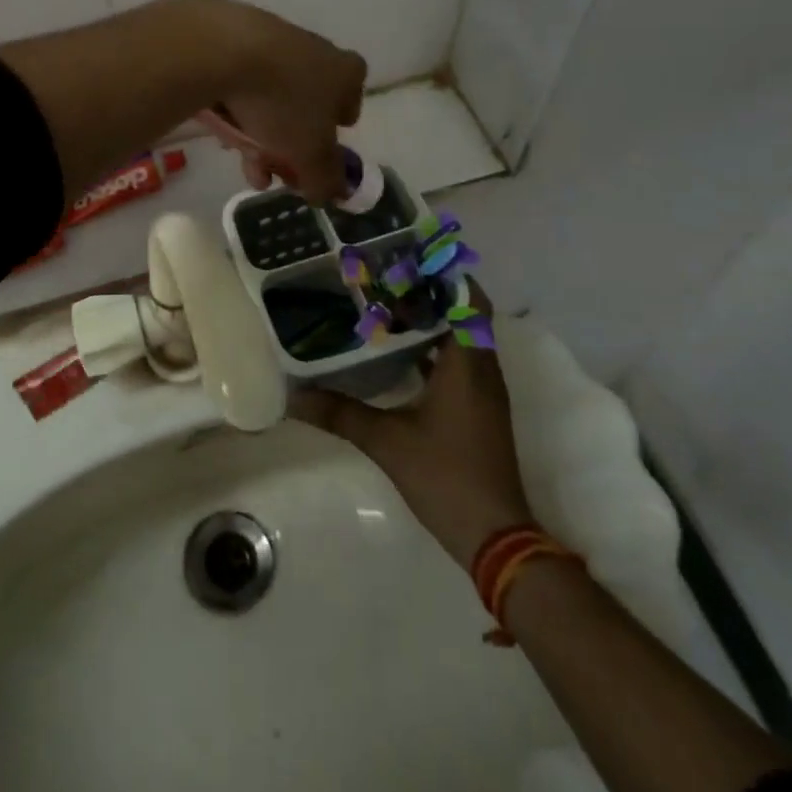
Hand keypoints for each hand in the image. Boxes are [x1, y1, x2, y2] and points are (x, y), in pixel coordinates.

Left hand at [196, 0, 365, 204]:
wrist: (222, 49)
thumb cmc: (282, 102)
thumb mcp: (310, 154)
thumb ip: (325, 178)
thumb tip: (331, 194)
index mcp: (345, 71)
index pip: (353, 97)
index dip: (337, 126)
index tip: (318, 148)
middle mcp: (315, 49)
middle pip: (307, 103)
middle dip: (289, 144)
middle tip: (271, 171)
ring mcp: (274, 39)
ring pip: (271, 96)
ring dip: (258, 131)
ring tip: (239, 158)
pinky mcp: (235, 36)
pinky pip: (241, 81)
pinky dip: (235, 106)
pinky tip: (221, 127)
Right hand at [289, 290, 533, 570]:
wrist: (496, 537)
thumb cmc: (446, 477)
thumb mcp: (387, 442)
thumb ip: (340, 414)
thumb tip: (294, 397)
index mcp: (468, 364)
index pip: (469, 299)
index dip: (447, 272)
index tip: (411, 254)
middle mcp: (482, 370)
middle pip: (464, 312)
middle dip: (430, 290)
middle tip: (386, 274)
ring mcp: (484, 392)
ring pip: (462, 337)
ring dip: (433, 319)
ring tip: (387, 303)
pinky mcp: (479, 410)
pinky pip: (460, 361)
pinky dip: (435, 348)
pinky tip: (400, 353)